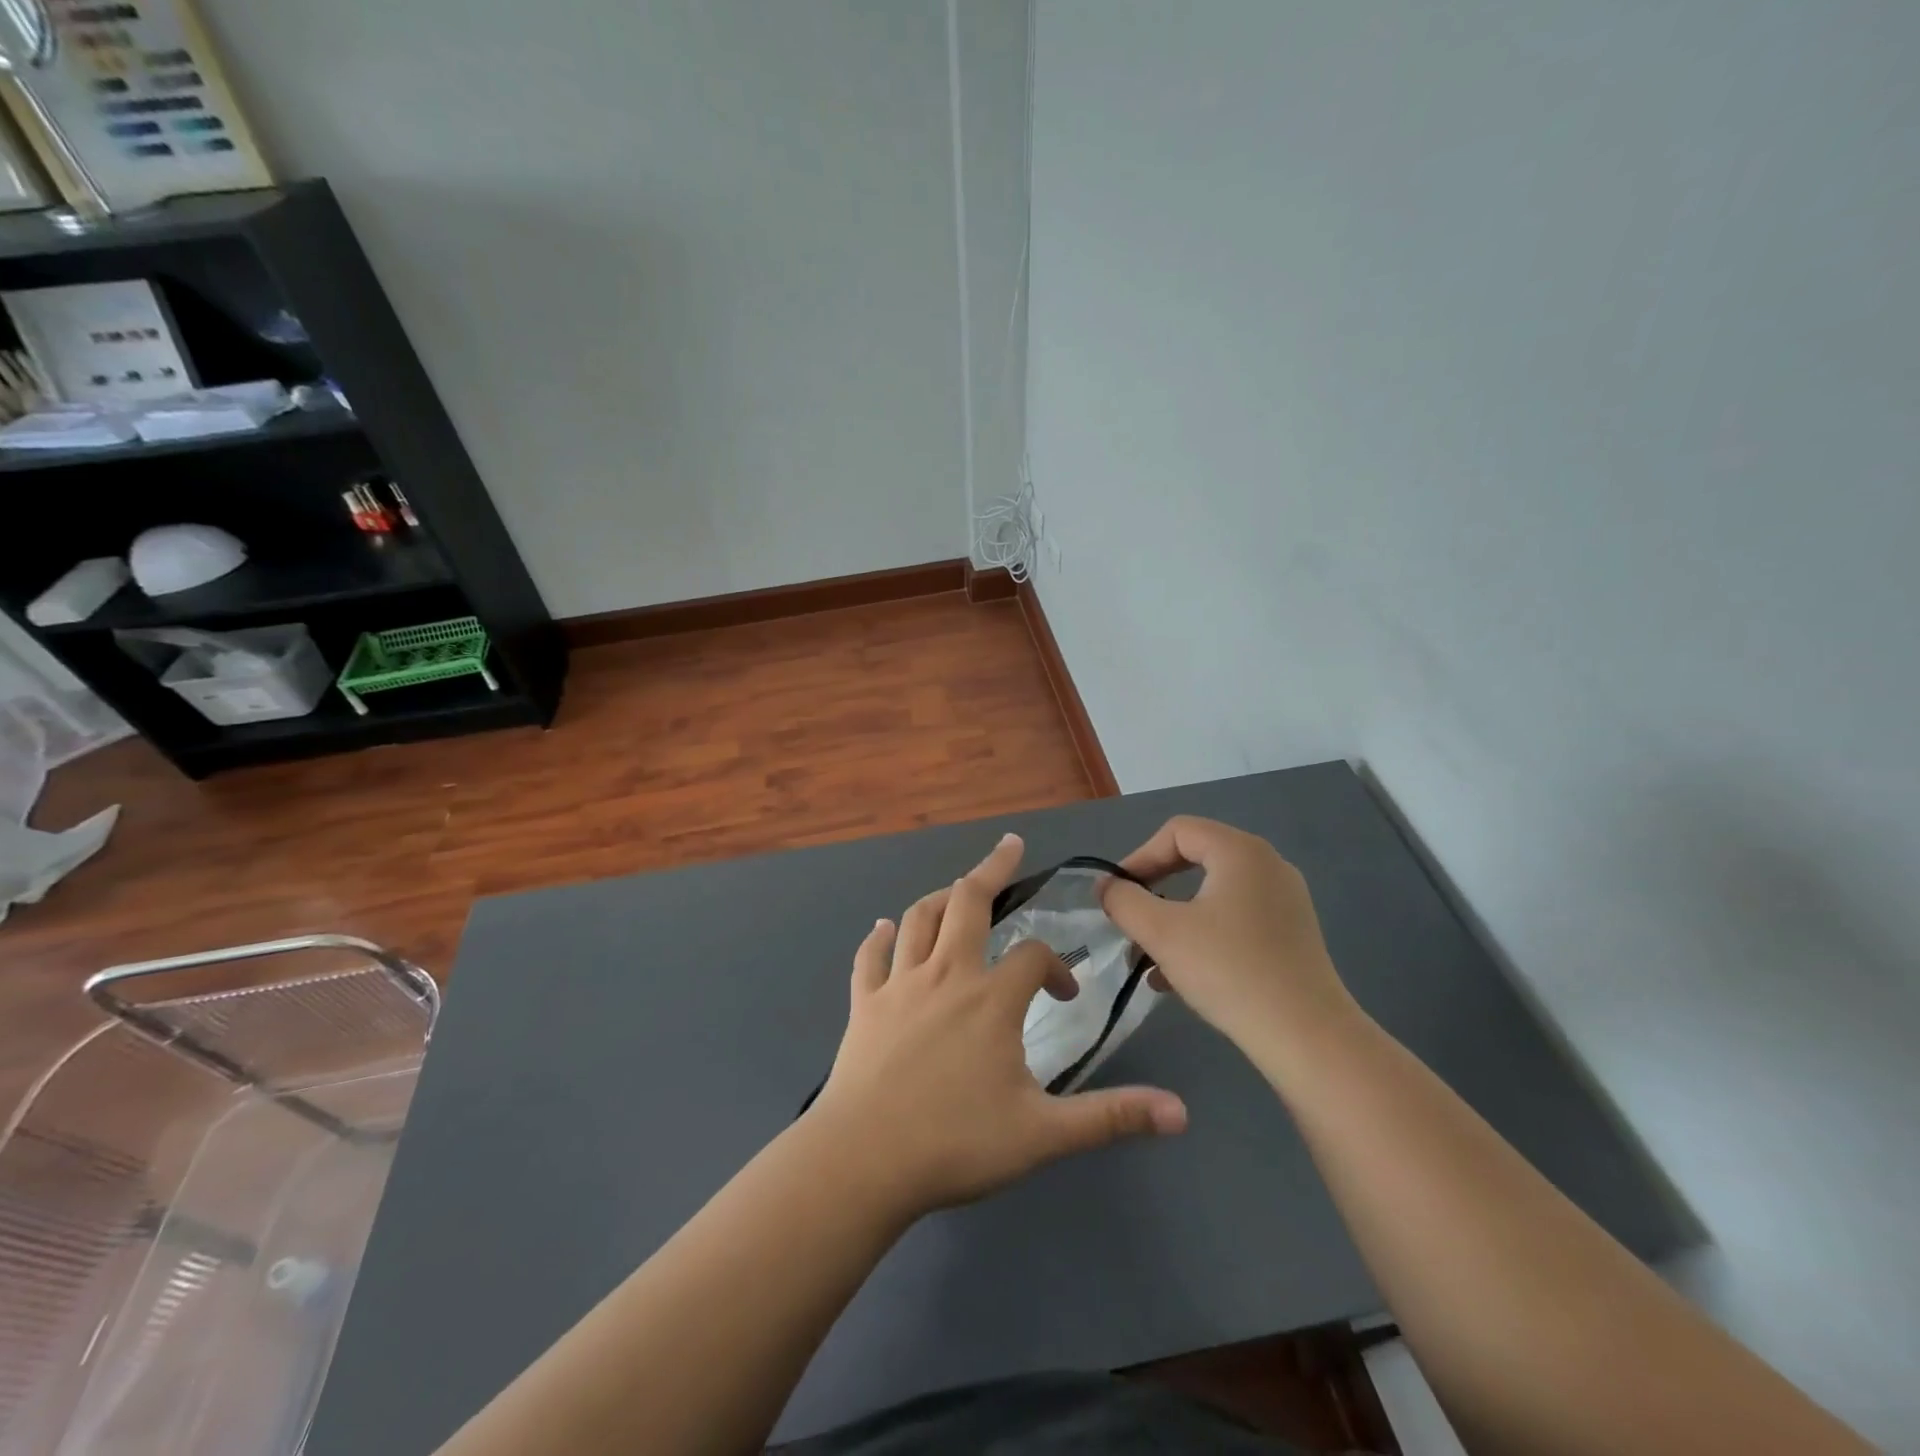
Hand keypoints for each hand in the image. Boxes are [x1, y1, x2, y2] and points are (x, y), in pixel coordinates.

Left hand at [808, 833, 1187, 1219]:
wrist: (864, 1161)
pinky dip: (879, 938)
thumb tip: (1181, 1112)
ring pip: (919, 919)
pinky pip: (870, 958)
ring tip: (959, 888)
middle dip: (993, 869)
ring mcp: (899, 985)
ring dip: (941, 896)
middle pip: (969, 902)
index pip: (1033, 957)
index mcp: (991, 999)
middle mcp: (945, 975)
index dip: (1055, 966)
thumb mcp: (1043, 1134)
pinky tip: (884, 928)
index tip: (1064, 994)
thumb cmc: (956, 1143)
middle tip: (1010, 845)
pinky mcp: (864, 1004)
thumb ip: (1110, 1116)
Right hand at [1099, 816, 1358, 1057]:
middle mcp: (1267, 866)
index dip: (1140, 857)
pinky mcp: (1291, 935)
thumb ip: (1124, 901)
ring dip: (1174, 918)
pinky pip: (1234, 919)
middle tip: (1131, 918)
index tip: (1117, 894)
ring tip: (1148, 956)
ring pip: (1213, 894)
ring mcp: (1284, 901)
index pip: (1177, 832)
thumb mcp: (1162, 933)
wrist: (1307, 1037)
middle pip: (1196, 859)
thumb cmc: (1229, 971)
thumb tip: (1106, 886)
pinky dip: (1202, 935)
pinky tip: (1179, 976)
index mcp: (1240, 851)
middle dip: (1155, 888)